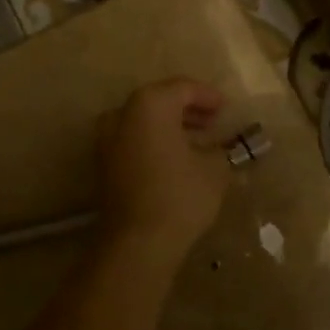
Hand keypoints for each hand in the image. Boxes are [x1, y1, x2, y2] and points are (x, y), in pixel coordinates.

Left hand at [95, 78, 230, 257]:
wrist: (137, 241)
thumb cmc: (179, 196)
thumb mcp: (214, 169)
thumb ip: (220, 149)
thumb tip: (219, 148)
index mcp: (149, 104)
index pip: (183, 88)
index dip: (209, 96)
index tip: (226, 109)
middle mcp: (122, 113)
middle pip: (160, 101)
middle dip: (188, 110)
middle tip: (213, 122)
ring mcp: (107, 138)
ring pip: (144, 122)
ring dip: (171, 127)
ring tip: (198, 142)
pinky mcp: (103, 163)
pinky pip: (133, 141)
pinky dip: (154, 142)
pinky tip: (176, 159)